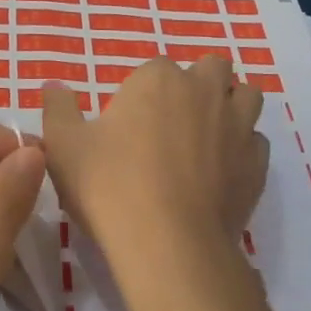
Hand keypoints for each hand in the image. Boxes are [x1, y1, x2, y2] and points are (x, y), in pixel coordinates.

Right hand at [42, 57, 268, 267]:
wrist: (166, 242)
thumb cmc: (108, 184)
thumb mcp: (63, 146)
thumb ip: (57, 110)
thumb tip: (53, 87)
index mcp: (158, 80)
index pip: (154, 68)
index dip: (142, 92)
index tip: (128, 122)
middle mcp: (205, 92)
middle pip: (212, 68)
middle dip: (197, 84)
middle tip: (172, 120)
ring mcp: (238, 127)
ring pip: (247, 97)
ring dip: (230, 106)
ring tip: (206, 136)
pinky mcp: (257, 165)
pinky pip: (256, 142)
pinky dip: (242, 149)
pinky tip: (222, 172)